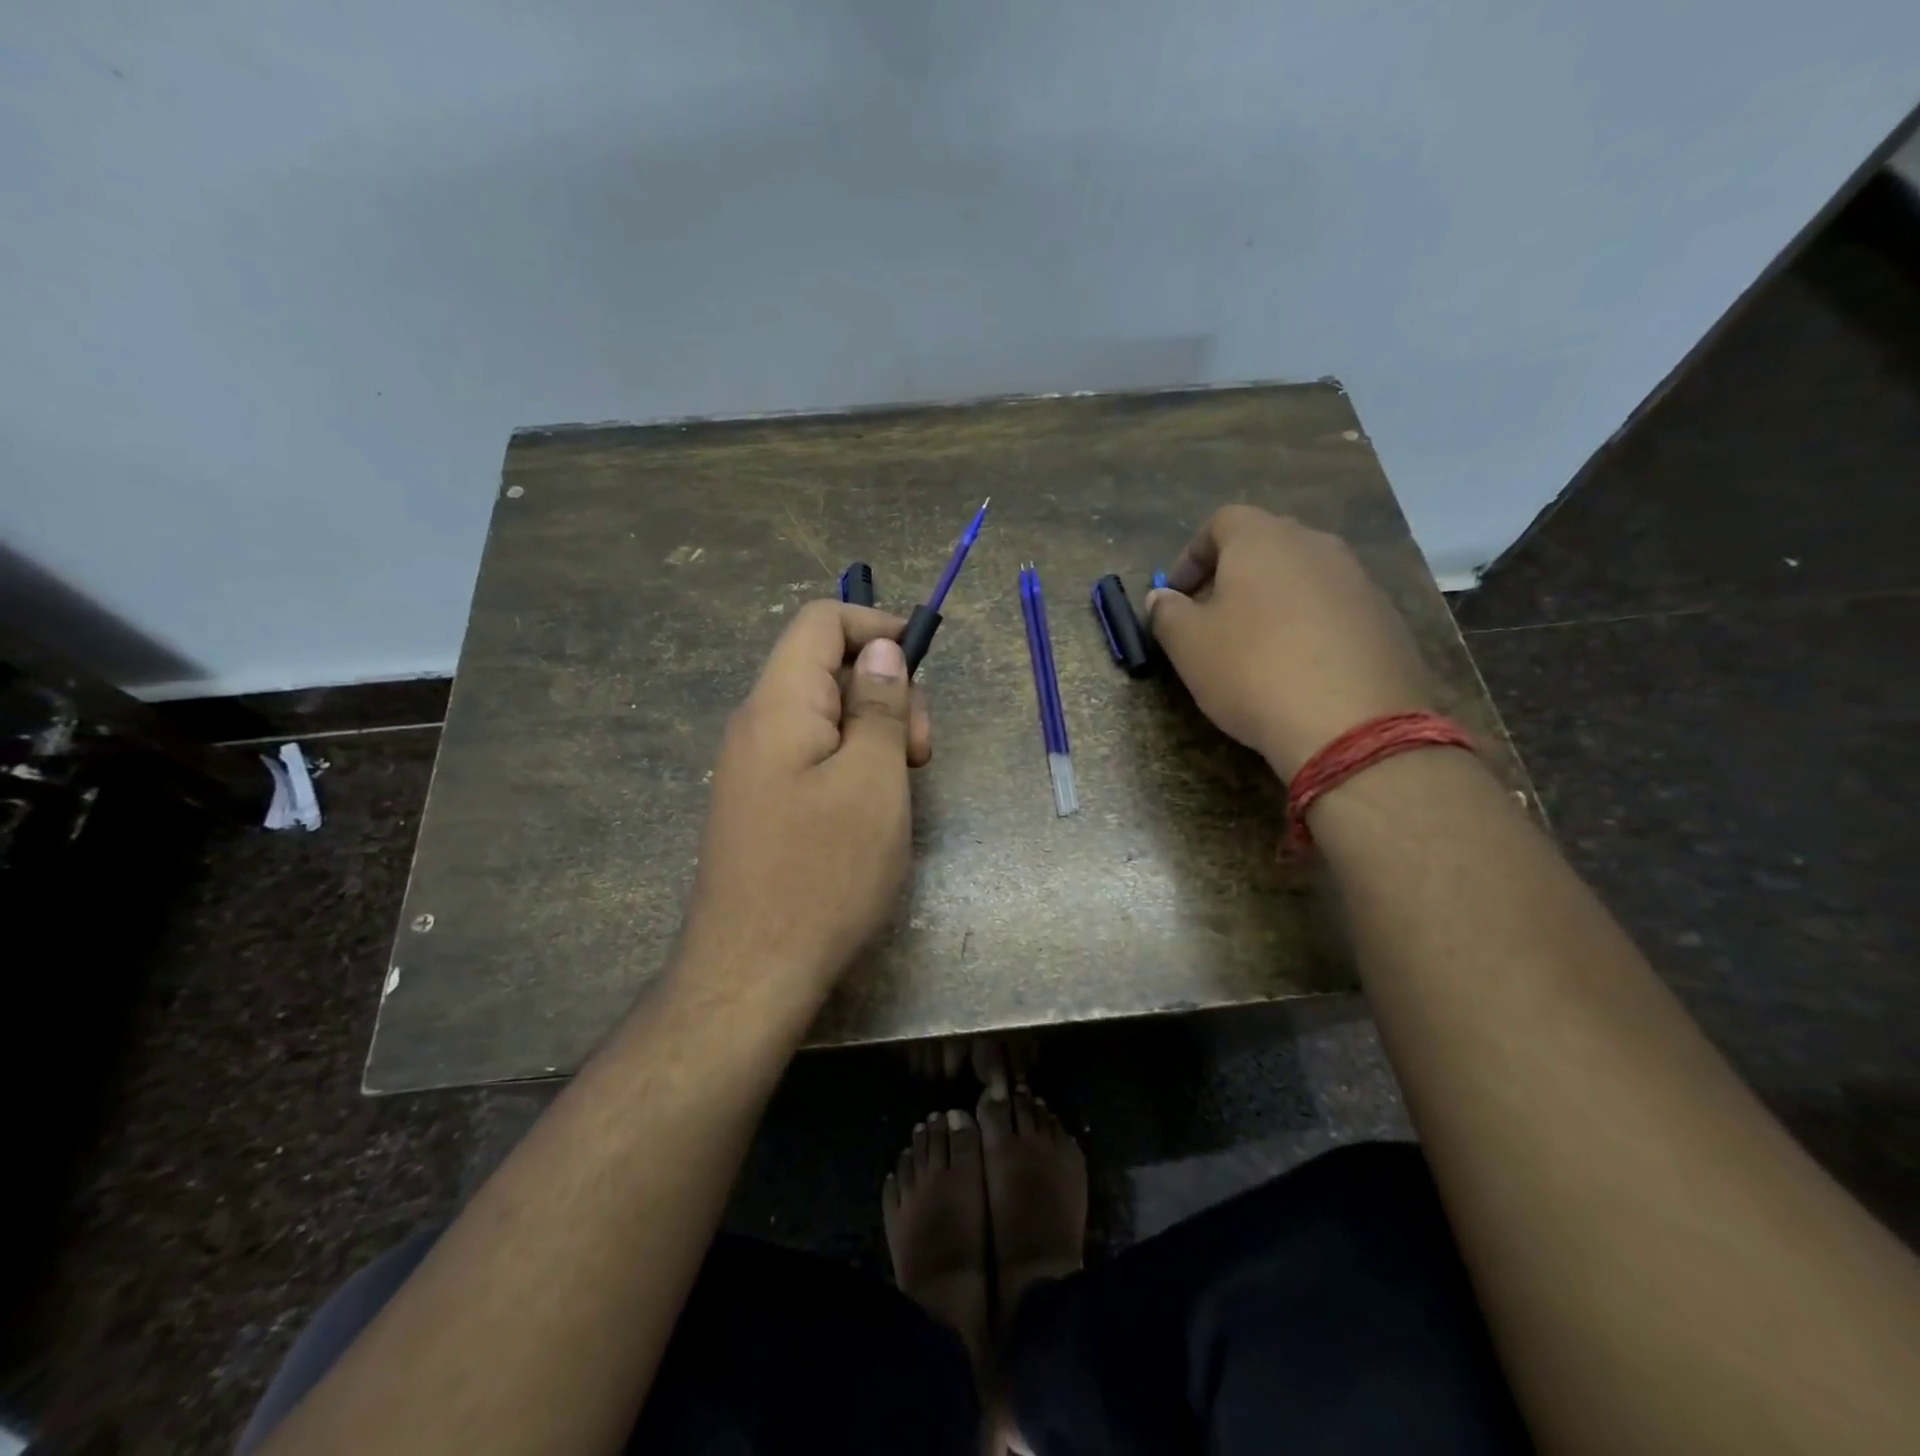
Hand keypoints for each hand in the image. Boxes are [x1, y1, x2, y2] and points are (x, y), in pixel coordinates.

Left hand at [680, 601, 931, 1001]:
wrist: (751, 973)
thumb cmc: (823, 872)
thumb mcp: (873, 781)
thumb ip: (881, 706)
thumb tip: (881, 650)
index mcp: (779, 704)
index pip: (820, 622)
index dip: (874, 627)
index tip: (922, 665)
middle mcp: (758, 725)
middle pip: (826, 669)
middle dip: (885, 693)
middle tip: (919, 755)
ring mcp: (755, 767)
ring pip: (826, 716)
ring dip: (875, 734)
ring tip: (902, 789)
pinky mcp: (762, 804)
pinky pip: (813, 757)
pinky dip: (853, 765)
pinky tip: (873, 810)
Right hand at [1148, 505, 1433, 775]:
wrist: (1351, 725)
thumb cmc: (1252, 671)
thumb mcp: (1188, 645)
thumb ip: (1167, 613)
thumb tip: (1162, 598)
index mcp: (1264, 540)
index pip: (1221, 523)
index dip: (1191, 556)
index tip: (1176, 595)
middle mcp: (1316, 546)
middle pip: (1265, 545)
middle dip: (1231, 576)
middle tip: (1210, 618)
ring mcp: (1359, 581)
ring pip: (1302, 577)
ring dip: (1272, 601)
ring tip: (1253, 647)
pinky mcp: (1386, 619)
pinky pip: (1333, 609)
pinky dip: (1308, 626)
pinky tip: (1297, 669)